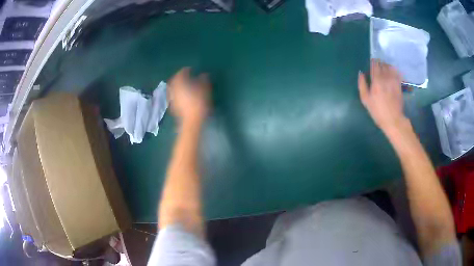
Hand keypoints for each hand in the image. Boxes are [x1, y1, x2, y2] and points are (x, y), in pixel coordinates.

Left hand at [168, 67, 210, 123]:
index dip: (186, 70)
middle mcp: (173, 88)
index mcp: (180, 82)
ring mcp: (171, 98)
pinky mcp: (172, 106)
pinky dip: (178, 93)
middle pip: (175, 80)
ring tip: (185, 85)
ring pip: (173, 88)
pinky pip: (174, 96)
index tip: (191, 69)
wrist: (192, 121)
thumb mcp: (205, 89)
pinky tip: (183, 96)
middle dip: (180, 77)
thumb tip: (203, 74)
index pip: (181, 72)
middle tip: (186, 76)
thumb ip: (203, 80)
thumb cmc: (199, 103)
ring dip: (178, 85)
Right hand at [358, 59, 405, 131]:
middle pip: (382, 64)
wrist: (393, 120)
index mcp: (376, 80)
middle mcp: (385, 78)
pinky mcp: (399, 84)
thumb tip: (360, 73)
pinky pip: (396, 73)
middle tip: (377, 65)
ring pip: (389, 67)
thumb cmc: (377, 111)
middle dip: (379, 63)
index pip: (374, 65)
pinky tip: (392, 71)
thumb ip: (362, 85)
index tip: (371, 62)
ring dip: (386, 65)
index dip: (373, 62)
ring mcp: (393, 80)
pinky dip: (393, 70)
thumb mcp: (366, 100)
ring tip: (384, 66)